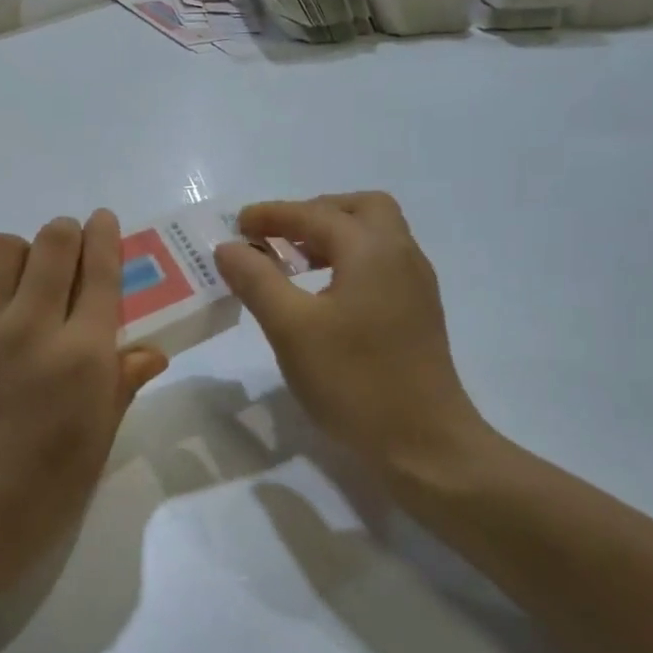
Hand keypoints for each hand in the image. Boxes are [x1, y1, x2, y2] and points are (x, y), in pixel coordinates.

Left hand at [0, 210, 167, 585]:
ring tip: (12, 280)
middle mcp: (31, 324)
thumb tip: (151, 351)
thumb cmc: (39, 491)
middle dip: (64, 234)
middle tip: (62, 247)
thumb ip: (120, 385)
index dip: (105, 236)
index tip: (102, 220)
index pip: (100, 271)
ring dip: (14, 254)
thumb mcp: (95, 442)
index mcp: (81, 352)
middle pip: (53, 244)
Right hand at [213, 193, 498, 485]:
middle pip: (359, 209)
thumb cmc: (353, 381)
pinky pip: (380, 264)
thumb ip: (257, 281)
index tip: (237, 224)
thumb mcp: (291, 329)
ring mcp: (415, 285)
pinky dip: (347, 261)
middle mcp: (401, 255)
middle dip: (313, 214)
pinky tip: (322, 294)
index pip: (315, 215)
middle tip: (276, 237)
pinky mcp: (417, 313)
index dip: (272, 215)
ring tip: (291, 263)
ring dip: (331, 237)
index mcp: (372, 250)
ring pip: (373, 237)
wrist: (423, 443)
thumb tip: (229, 247)